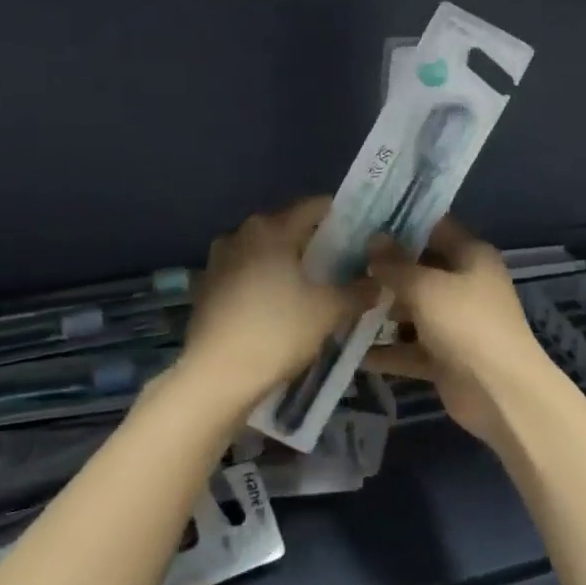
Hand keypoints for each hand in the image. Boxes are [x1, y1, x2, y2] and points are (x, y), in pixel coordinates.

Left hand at [177, 198, 372, 413]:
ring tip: (311, 288)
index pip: (313, 207)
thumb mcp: (328, 311)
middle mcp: (240, 233)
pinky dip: (264, 282)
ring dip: (286, 264)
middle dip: (314, 244)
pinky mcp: (206, 287)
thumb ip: (358, 292)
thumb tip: (379, 283)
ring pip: (264, 252)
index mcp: (270, 228)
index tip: (360, 234)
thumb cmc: (276, 332)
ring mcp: (218, 260)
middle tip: (342, 264)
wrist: (215, 377)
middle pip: (287, 228)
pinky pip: (245, 274)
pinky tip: (279, 306)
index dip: (340, 216)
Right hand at [364, 216, 557, 446]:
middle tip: (341, 261)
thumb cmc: (466, 324)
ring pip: (411, 309)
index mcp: (471, 255)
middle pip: (419, 268)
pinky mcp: (444, 356)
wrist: (500, 394)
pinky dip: (387, 350)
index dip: (400, 223)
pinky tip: (352, 349)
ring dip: (381, 310)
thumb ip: (395, 264)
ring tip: (339, 302)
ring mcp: (454, 321)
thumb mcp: (426, 287)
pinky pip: (409, 347)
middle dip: (383, 268)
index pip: (433, 227)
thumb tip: (373, 240)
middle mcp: (464, 283)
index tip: (363, 220)